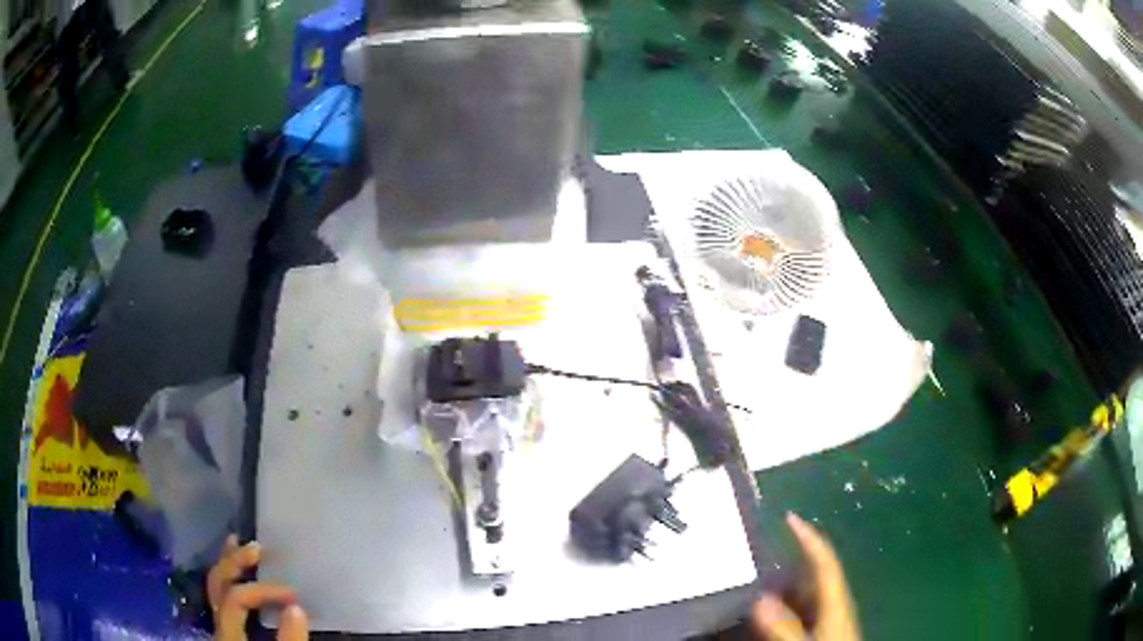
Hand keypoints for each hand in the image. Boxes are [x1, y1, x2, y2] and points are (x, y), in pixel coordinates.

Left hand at [207, 535, 308, 640]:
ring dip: (227, 564)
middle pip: (216, 585)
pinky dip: (229, 579)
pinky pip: (222, 598)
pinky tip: (236, 568)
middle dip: (235, 563)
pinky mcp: (228, 633)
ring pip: (214, 587)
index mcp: (228, 636)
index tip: (295, 596)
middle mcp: (218, 626)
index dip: (262, 591)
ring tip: (238, 543)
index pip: (235, 600)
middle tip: (259, 548)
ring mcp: (220, 628)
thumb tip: (296, 609)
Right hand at [752, 514, 859, 640]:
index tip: (789, 517)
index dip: (809, 538)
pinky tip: (773, 610)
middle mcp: (835, 604)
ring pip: (810, 592)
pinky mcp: (825, 628)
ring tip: (762, 575)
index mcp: (837, 601)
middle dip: (794, 557)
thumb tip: (761, 599)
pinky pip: (805, 608)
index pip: (825, 562)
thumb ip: (786, 627)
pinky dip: (788, 603)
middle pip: (817, 574)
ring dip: (789, 581)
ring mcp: (832, 617)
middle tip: (766, 546)